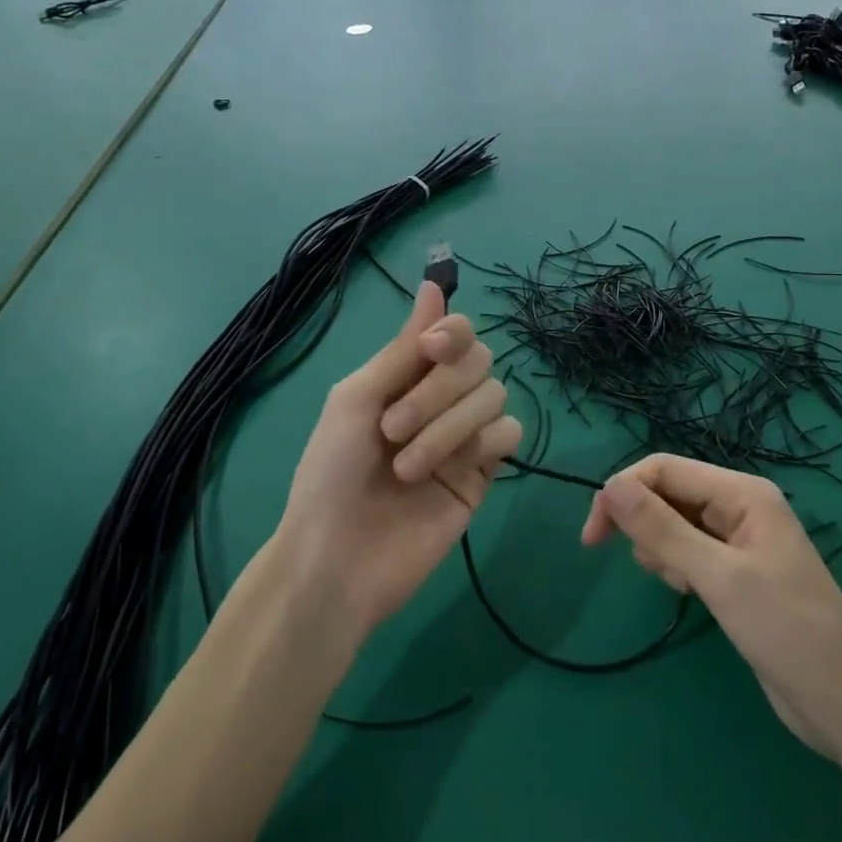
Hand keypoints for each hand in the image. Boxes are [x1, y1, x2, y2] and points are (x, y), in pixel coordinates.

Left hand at [278, 281, 521, 636]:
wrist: (339, 557)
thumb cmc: (332, 472)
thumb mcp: (357, 398)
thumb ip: (404, 347)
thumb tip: (433, 284)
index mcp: (407, 376)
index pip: (456, 332)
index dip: (452, 332)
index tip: (431, 349)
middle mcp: (441, 398)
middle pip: (480, 360)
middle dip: (439, 391)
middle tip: (393, 428)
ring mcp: (465, 435)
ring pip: (495, 395)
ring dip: (448, 427)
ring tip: (408, 467)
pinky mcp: (484, 472)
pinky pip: (510, 434)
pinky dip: (482, 444)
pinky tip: (452, 472)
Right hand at [581, 454, 841, 761]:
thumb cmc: (786, 632)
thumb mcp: (718, 577)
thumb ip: (662, 528)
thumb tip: (610, 486)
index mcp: (742, 492)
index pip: (664, 470)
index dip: (622, 493)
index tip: (593, 539)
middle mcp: (740, 505)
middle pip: (668, 492)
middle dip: (645, 523)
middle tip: (647, 567)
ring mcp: (740, 538)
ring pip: (675, 522)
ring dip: (662, 548)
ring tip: (683, 586)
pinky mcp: (737, 569)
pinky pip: (689, 549)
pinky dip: (678, 566)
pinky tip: (691, 594)